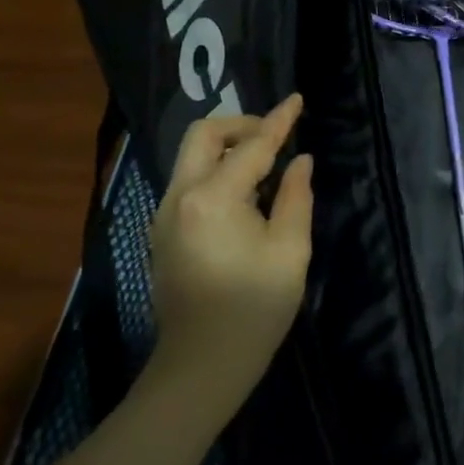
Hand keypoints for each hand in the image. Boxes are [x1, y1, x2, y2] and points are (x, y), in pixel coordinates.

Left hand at [146, 94, 312, 419]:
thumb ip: (296, 197)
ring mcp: (164, 213)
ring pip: (191, 156)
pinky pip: (188, 180)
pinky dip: (215, 170)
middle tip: (275, 136)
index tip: (297, 100)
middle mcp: (180, 196)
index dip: (279, 121)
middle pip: (202, 135)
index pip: (252, 146)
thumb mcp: (290, 252)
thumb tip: (301, 161)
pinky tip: (243, 194)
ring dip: (226, 148)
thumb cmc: (254, 310)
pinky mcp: (163, 230)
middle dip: (240, 125)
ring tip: (265, 165)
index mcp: (213, 198)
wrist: (201, 364)